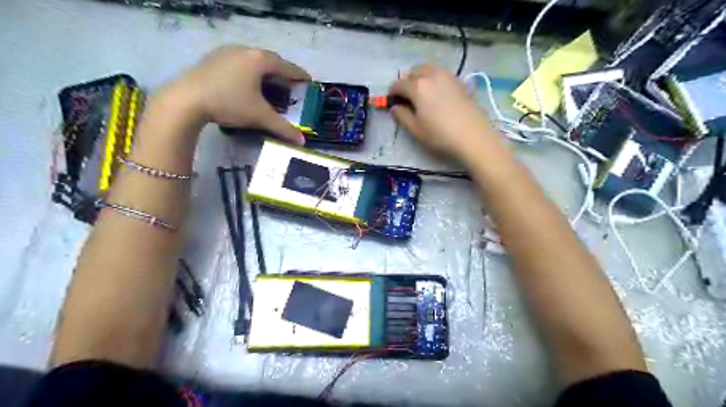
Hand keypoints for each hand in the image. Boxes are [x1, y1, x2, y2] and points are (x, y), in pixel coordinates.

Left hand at [165, 45, 308, 144]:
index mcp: (260, 60)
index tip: (309, 82)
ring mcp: (227, 52)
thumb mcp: (260, 117)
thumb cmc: (229, 103)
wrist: (185, 100)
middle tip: (290, 87)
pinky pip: (239, 62)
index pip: (288, 67)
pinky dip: (249, 72)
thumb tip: (302, 142)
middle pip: (271, 61)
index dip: (300, 76)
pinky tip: (246, 85)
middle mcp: (245, 50)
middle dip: (283, 74)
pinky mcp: (213, 58)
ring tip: (270, 86)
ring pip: (254, 61)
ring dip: (265, 72)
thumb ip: (283, 128)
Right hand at [389, 64, 496, 160]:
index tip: (391, 102)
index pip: (398, 84)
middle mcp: (432, 75)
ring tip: (421, 94)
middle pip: (413, 72)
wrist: (473, 136)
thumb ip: (402, 116)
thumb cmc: (440, 135)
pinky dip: (434, 80)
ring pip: (428, 70)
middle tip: (406, 98)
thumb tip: (395, 108)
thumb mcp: (415, 129)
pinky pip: (441, 75)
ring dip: (421, 78)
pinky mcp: (460, 81)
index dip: (392, 93)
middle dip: (406, 82)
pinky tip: (437, 95)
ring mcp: (448, 76)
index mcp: (417, 86)